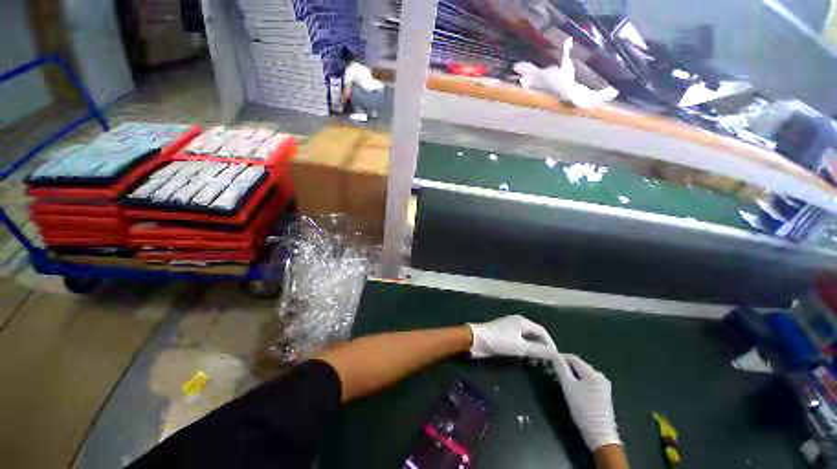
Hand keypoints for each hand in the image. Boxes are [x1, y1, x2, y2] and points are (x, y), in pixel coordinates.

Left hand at [467, 315, 557, 359]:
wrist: (476, 340)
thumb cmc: (499, 341)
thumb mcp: (520, 347)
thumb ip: (538, 350)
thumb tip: (555, 354)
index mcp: (522, 322)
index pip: (542, 332)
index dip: (550, 344)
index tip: (556, 358)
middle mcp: (517, 323)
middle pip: (535, 335)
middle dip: (542, 348)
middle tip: (547, 363)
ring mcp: (510, 329)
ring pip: (527, 339)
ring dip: (533, 351)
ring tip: (537, 364)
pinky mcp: (503, 336)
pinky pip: (519, 342)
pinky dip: (525, 350)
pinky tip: (525, 360)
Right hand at [550, 354, 620, 450]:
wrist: (599, 434)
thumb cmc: (583, 409)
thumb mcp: (568, 386)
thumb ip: (560, 367)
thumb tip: (553, 353)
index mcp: (593, 373)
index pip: (573, 358)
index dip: (559, 357)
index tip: (547, 361)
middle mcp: (600, 377)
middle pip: (578, 365)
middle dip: (563, 367)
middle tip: (550, 372)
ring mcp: (602, 387)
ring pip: (581, 374)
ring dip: (569, 375)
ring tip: (557, 380)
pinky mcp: (602, 396)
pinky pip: (586, 383)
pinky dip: (576, 382)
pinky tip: (569, 389)